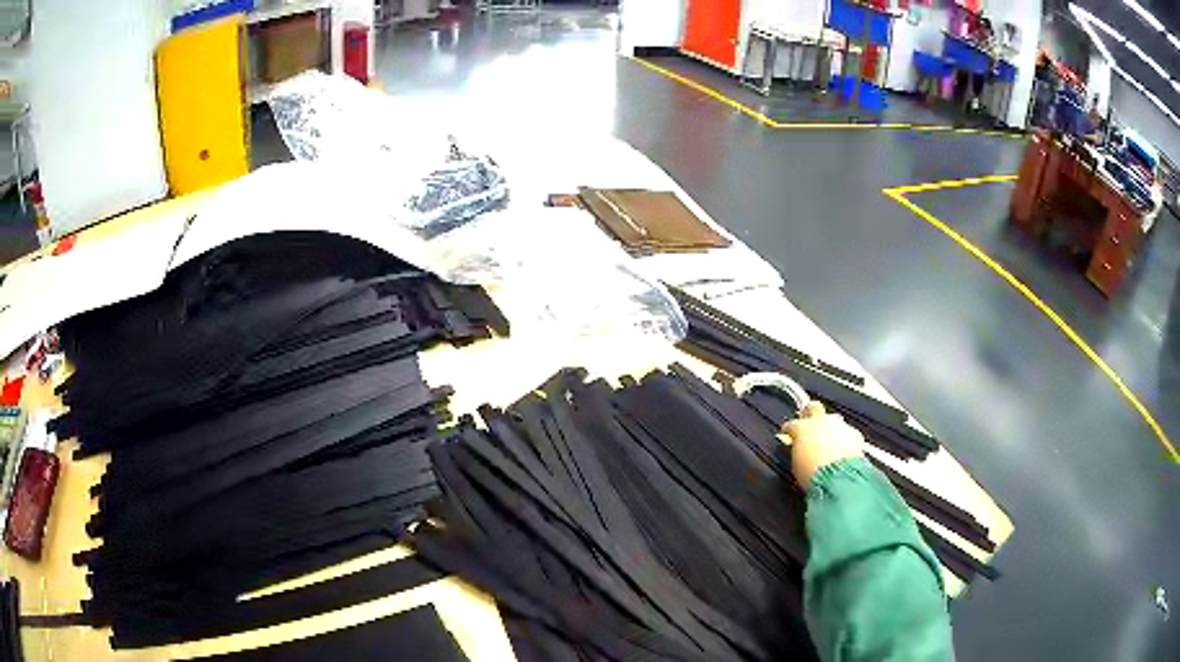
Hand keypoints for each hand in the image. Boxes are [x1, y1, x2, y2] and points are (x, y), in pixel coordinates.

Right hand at [781, 401, 864, 489]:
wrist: (838, 478)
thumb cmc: (812, 473)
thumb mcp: (796, 464)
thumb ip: (797, 451)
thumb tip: (799, 449)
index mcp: (801, 428)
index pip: (791, 424)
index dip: (789, 430)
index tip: (788, 435)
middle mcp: (821, 421)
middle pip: (814, 407)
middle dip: (810, 413)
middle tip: (809, 424)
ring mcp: (839, 425)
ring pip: (833, 421)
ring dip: (830, 429)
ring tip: (829, 444)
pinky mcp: (854, 434)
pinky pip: (847, 433)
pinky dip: (844, 440)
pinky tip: (843, 451)